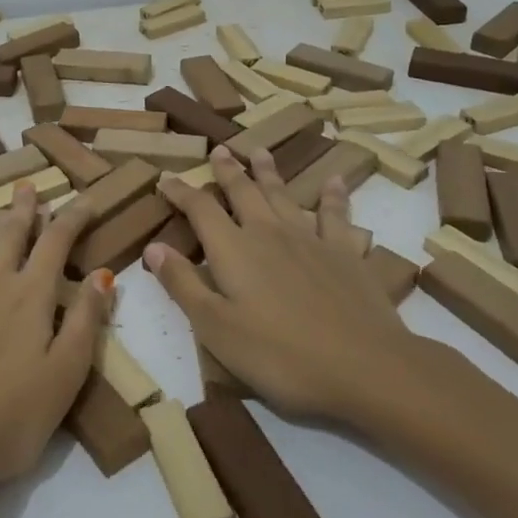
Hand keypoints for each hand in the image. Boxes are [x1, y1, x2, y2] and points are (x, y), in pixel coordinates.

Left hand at [0, 186, 111, 498]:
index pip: (56, 243)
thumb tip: (103, 274)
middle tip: (26, 185)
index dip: (72, 218)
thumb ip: (86, 321)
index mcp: (31, 297)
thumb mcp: (66, 374)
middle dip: (22, 210)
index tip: (86, 199)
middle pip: (9, 237)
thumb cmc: (12, 418)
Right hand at [146, 145, 433, 430]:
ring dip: (269, 172)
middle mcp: (269, 233)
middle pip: (243, 191)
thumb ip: (183, 284)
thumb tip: (153, 246)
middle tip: (219, 151)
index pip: (200, 209)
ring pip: (283, 195)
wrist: (364, 367)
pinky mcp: (346, 253)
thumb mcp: (216, 328)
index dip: (180, 192)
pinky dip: (333, 196)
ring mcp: (310, 239)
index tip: (166, 179)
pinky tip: (334, 181)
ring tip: (260, 151)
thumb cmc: (279, 355)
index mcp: (233, 249)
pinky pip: (336, 215)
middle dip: (228, 171)